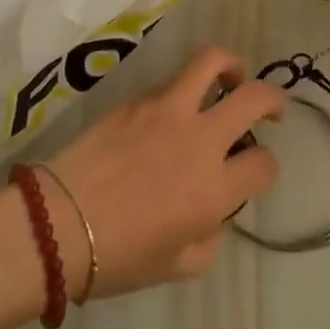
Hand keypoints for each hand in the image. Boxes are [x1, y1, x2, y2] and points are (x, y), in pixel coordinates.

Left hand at [40, 46, 283, 296]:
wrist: (55, 225)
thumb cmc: (118, 257)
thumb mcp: (179, 266)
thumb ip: (211, 234)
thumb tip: (214, 209)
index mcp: (213, 188)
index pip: (264, 164)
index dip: (266, 168)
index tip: (254, 172)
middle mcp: (198, 139)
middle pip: (254, 97)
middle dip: (274, 99)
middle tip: (271, 109)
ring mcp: (166, 110)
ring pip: (212, 62)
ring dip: (231, 67)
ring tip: (231, 79)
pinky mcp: (136, 99)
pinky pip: (172, 81)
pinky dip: (185, 89)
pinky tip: (173, 112)